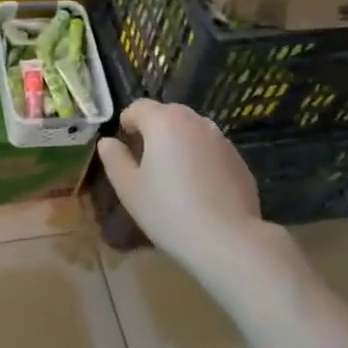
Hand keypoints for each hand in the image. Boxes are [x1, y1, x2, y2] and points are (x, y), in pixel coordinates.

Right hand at [95, 101, 263, 268]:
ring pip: (192, 131)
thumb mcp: (129, 188)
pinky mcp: (239, 160)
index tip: (124, 145)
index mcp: (164, 122)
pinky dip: (201, 159)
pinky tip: (199, 190)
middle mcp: (195, 121)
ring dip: (179, 143)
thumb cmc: (168, 211)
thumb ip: (114, 159)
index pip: (138, 107)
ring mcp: (222, 140)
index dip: (127, 122)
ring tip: (173, 175)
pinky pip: (211, 150)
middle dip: (153, 130)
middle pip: (167, 114)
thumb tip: (108, 142)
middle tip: (145, 161)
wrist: (227, 240)